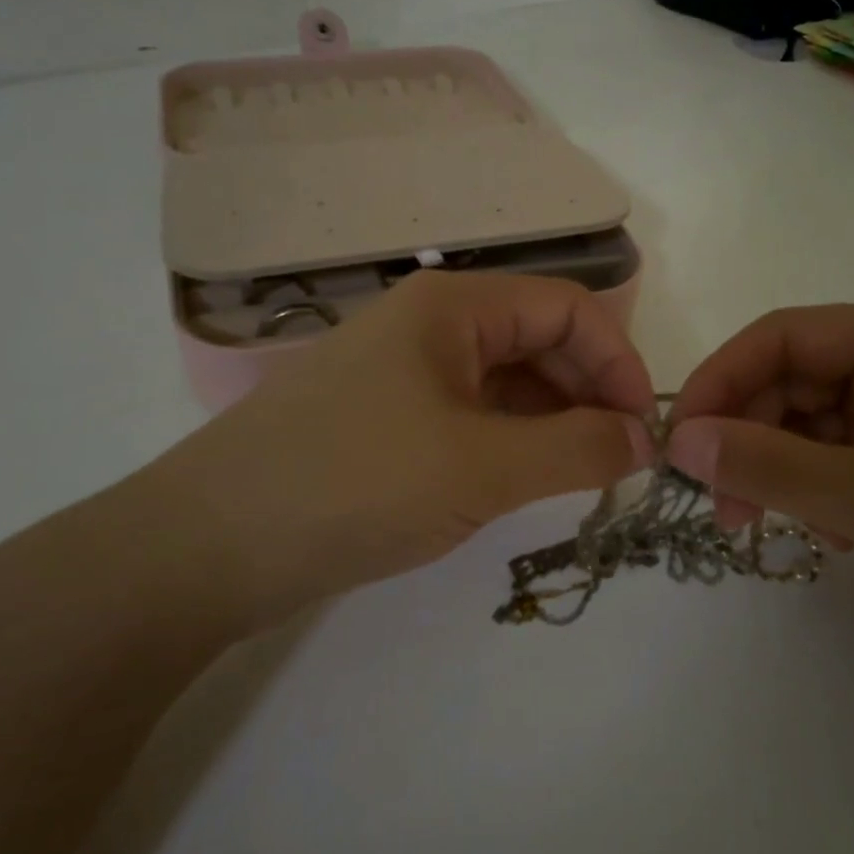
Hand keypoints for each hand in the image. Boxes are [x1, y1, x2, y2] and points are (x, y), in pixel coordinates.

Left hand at [135, 271, 655, 625]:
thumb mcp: (483, 468)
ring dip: (552, 420)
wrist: (209, 546)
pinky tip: (523, 481)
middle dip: (589, 391)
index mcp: (452, 306)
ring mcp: (403, 373)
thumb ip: (577, 449)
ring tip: (578, 477)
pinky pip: (470, 415)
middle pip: (538, 339)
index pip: (567, 307)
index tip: (644, 428)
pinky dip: (509, 441)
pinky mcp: (385, 419)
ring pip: (504, 381)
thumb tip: (644, 439)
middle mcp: (429, 325)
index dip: (618, 360)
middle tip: (618, 461)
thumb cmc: (356, 485)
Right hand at [666, 303, 853, 675]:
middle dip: (747, 438)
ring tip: (767, 525)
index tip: (678, 444)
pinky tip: (829, 534)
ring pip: (812, 423)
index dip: (721, 381)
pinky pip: (841, 456)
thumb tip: (679, 442)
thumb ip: (771, 467)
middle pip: (794, 381)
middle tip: (719, 507)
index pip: (785, 337)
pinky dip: (816, 489)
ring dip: (779, 470)